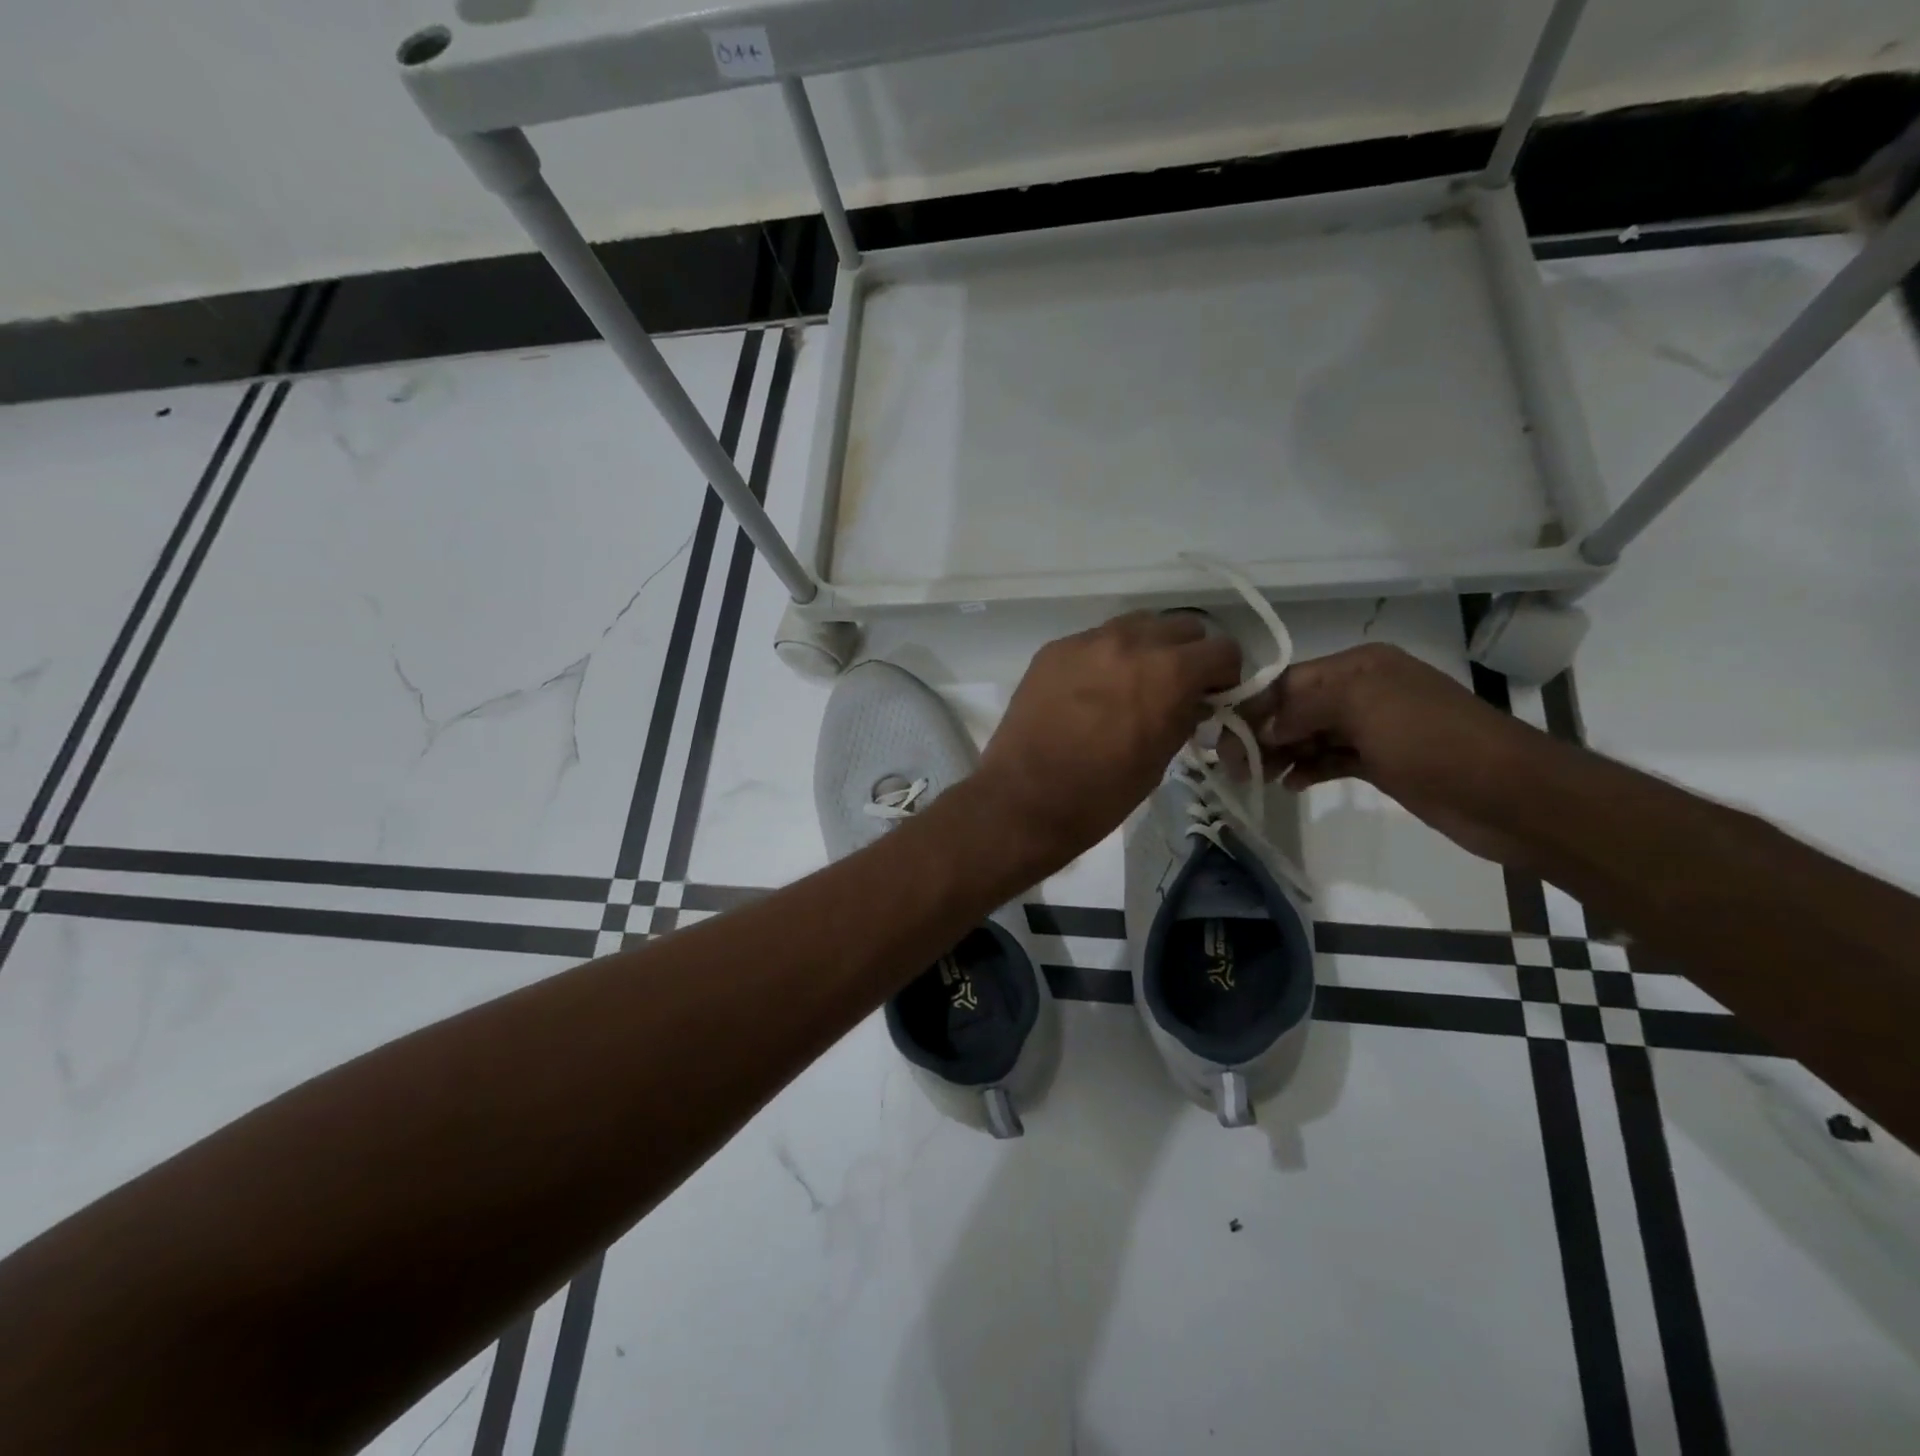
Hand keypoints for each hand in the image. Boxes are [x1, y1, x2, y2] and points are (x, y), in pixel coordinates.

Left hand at [972, 612, 1241, 870]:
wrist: (1025, 799)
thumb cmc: (1102, 793)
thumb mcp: (1161, 758)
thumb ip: (1185, 716)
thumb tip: (1194, 700)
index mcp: (1169, 671)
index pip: (1222, 650)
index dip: (1224, 675)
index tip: (1214, 696)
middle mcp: (1131, 642)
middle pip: (1181, 627)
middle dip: (1188, 655)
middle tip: (1176, 687)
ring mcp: (1087, 641)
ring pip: (1136, 625)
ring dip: (1147, 647)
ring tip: (1134, 682)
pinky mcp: (1053, 650)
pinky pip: (1094, 640)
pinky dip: (1106, 656)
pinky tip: (1092, 689)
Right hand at [1240, 644, 1538, 864]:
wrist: (1508, 795)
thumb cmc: (1432, 740)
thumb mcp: (1364, 705)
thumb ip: (1304, 707)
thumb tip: (1263, 728)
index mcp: (1360, 666)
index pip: (1289, 680)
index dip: (1253, 705)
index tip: (1220, 735)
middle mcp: (1364, 691)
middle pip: (1295, 707)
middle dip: (1261, 731)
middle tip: (1230, 763)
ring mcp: (1374, 729)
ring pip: (1309, 735)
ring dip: (1279, 753)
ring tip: (1252, 776)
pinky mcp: (1382, 764)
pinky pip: (1330, 760)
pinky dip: (1306, 769)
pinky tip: (1288, 784)